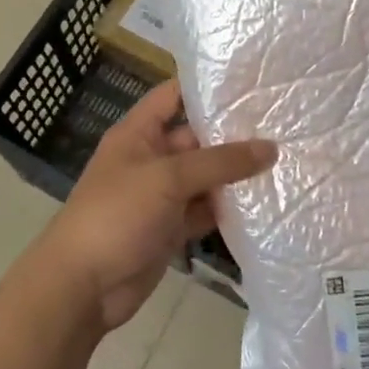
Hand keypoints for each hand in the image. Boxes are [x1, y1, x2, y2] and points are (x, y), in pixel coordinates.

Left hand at [30, 80, 274, 331]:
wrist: (83, 286)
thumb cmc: (117, 215)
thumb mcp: (168, 178)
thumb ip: (220, 162)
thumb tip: (271, 147)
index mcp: (138, 134)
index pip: (173, 96)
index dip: (206, 86)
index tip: (250, 81)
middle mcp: (151, 159)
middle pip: (196, 138)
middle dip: (233, 133)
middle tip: (283, 122)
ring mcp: (161, 196)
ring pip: (205, 177)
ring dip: (236, 174)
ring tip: (286, 157)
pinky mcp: (170, 228)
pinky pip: (204, 210)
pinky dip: (228, 209)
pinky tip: (264, 201)